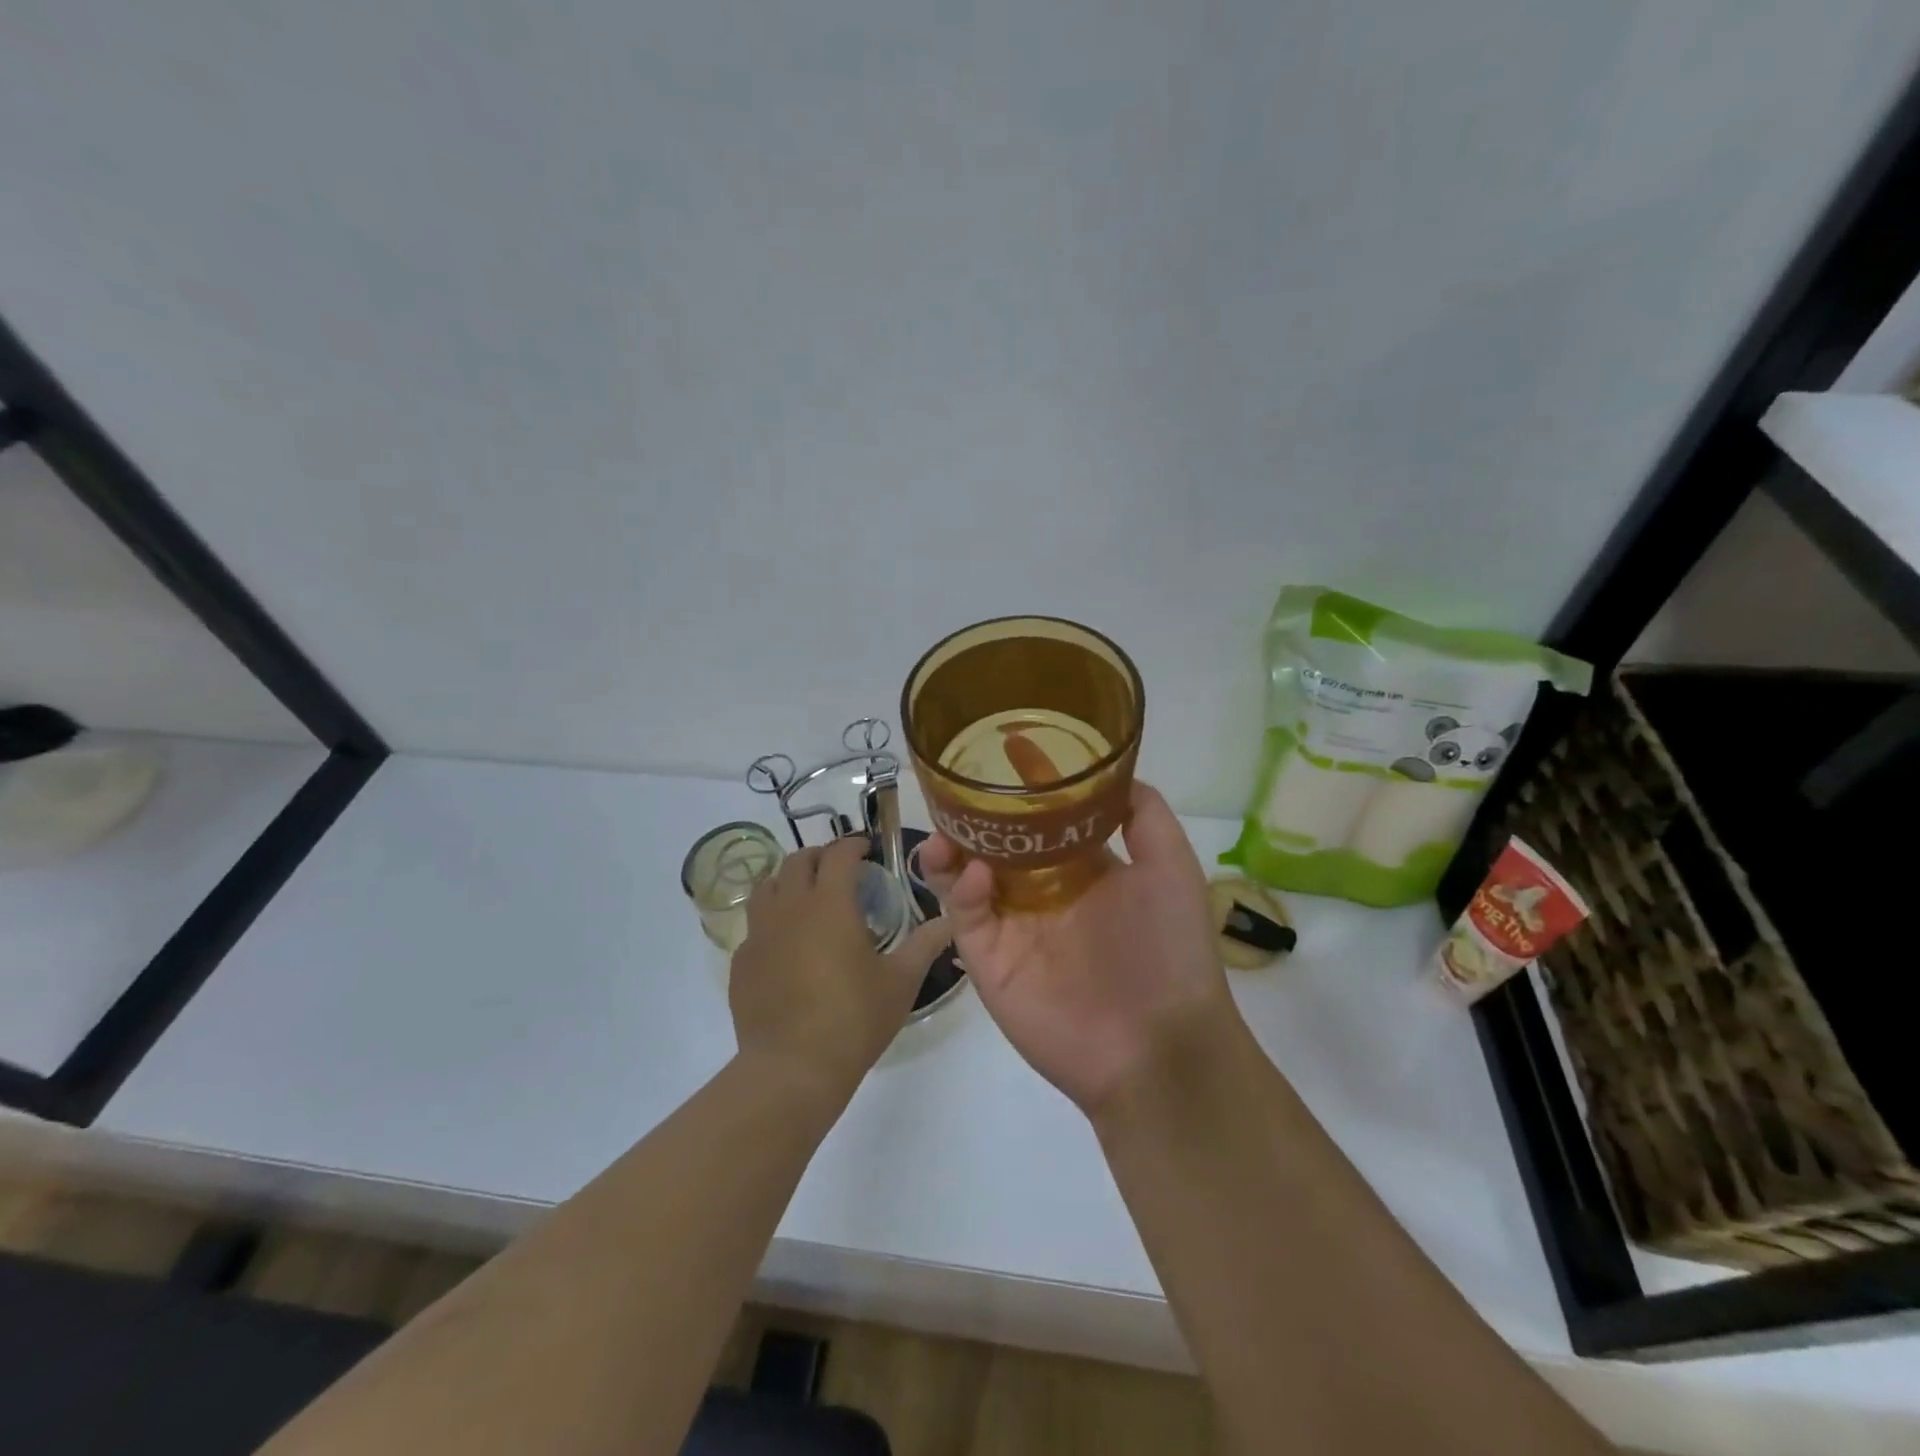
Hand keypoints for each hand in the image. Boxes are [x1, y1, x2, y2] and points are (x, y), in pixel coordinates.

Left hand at [730, 836, 951, 1109]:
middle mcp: (790, 906)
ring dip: (789, 880)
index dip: (854, 844)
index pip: (839, 854)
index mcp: (830, 903)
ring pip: (768, 886)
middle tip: (840, 870)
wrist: (792, 1069)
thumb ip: (925, 944)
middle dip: (821, 856)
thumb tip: (950, 920)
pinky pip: (755, 925)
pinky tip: (786, 944)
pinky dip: (772, 920)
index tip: (868, 849)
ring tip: (808, 896)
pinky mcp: (741, 962)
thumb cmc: (853, 1019)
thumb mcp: (900, 981)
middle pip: (798, 860)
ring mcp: (759, 933)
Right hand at [918, 781, 1238, 1117]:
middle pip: (996, 841)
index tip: (1008, 744)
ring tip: (945, 829)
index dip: (1028, 781)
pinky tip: (973, 874)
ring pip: (965, 875)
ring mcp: (1013, 926)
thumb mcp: (1171, 869)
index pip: (1045, 816)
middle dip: (974, 814)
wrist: (1158, 1046)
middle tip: (955, 786)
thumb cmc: (1170, 950)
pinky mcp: (989, 960)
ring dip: (951, 847)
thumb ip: (1145, 816)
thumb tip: (1114, 775)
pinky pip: (964, 916)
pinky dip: (959, 889)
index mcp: (1083, 868)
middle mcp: (1043, 892)